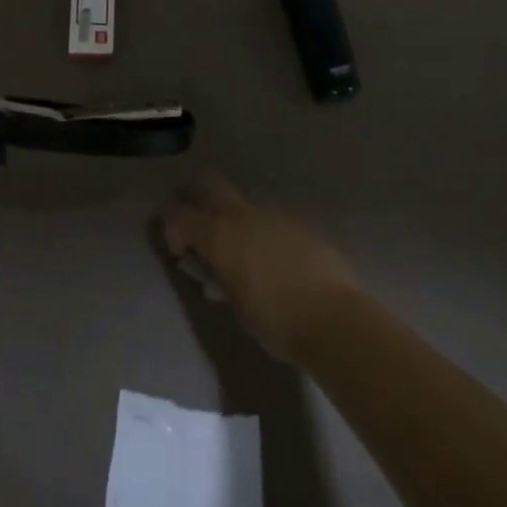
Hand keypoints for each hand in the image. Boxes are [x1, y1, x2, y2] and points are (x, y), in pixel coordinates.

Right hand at [160, 172, 362, 361]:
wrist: (335, 319)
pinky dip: (265, 235)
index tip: (178, 251)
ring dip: (235, 221)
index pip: (179, 215)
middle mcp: (242, 216)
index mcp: (220, 237)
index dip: (171, 227)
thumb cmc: (278, 322)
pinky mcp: (298, 223)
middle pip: (209, 183)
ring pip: (243, 205)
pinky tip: (277, 263)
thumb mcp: (238, 308)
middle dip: (196, 194)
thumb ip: (223, 282)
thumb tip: (217, 274)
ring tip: (245, 255)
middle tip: (197, 220)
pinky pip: (271, 221)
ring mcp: (272, 215)